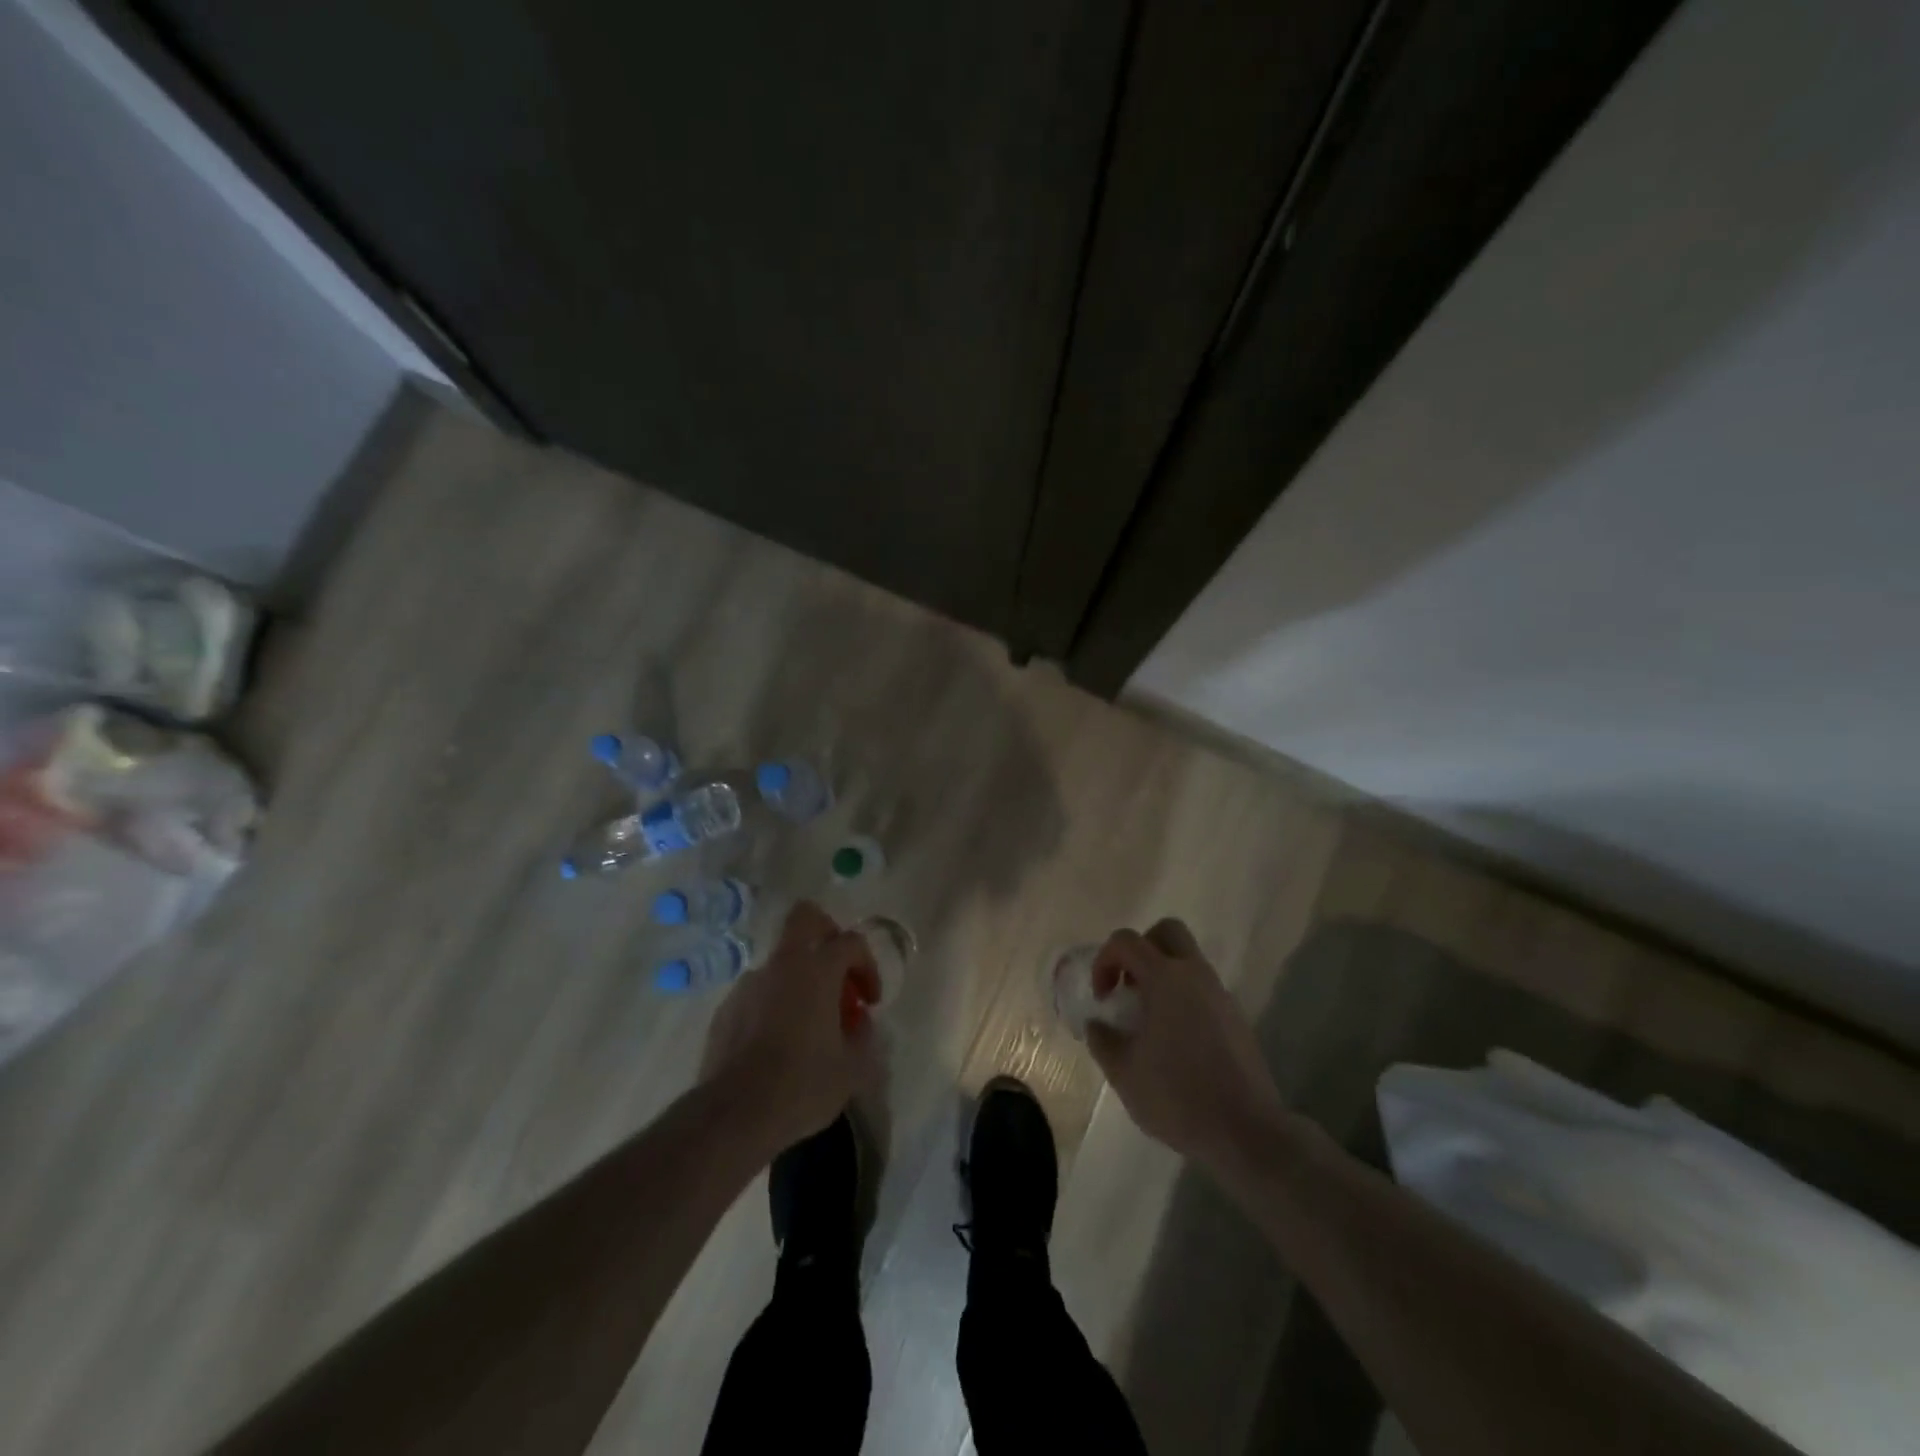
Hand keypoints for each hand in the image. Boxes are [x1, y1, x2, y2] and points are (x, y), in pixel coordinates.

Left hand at [700, 901, 882, 1153]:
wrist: (733, 1115)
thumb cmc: (801, 1086)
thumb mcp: (852, 1070)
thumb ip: (864, 1038)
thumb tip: (861, 1025)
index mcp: (817, 970)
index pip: (851, 942)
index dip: (867, 966)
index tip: (869, 1002)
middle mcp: (781, 965)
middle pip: (805, 918)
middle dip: (827, 934)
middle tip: (837, 972)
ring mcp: (748, 984)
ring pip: (781, 963)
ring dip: (799, 981)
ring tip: (807, 1026)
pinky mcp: (726, 1009)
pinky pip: (758, 993)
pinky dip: (773, 1006)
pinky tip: (777, 1045)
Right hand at [1085, 918, 1284, 1169]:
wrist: (1247, 1132)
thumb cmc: (1178, 1096)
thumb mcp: (1124, 1073)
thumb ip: (1103, 1040)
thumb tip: (1098, 1024)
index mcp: (1165, 979)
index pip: (1127, 941)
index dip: (1105, 960)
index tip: (1102, 996)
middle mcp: (1195, 975)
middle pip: (1167, 932)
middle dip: (1141, 949)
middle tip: (1129, 986)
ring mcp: (1220, 995)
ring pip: (1188, 961)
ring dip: (1162, 975)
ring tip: (1148, 1019)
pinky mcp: (1236, 1018)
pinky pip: (1202, 990)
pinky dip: (1183, 998)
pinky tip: (1175, 1040)